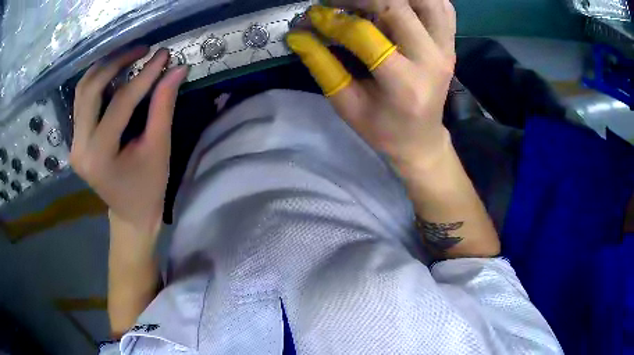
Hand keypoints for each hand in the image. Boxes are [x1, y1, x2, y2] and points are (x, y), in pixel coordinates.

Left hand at [71, 47, 188, 235]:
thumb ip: (164, 107)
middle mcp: (79, 148)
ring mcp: (74, 144)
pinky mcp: (76, 140)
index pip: (119, 103)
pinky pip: (82, 102)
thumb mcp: (159, 149)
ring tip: (128, 55)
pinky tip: (114, 73)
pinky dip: (97, 81)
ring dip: (104, 68)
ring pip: (82, 92)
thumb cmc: (148, 188)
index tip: (163, 55)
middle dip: (116, 63)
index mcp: (99, 157)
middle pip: (90, 90)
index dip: (144, 75)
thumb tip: (176, 69)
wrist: (129, 214)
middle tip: (142, 49)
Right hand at [286, 1, 455, 170]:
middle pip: (397, 6)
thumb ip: (323, 66)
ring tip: (368, 3)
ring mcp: (446, 48)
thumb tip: (298, 34)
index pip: (365, 35)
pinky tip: (398, 4)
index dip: (333, 21)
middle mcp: (432, 59)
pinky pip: (442, 6)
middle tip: (336, 4)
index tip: (312, 18)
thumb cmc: (383, 129)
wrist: (422, 139)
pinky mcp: (451, 43)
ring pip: (428, 0)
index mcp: (405, 84)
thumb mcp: (347, 105)